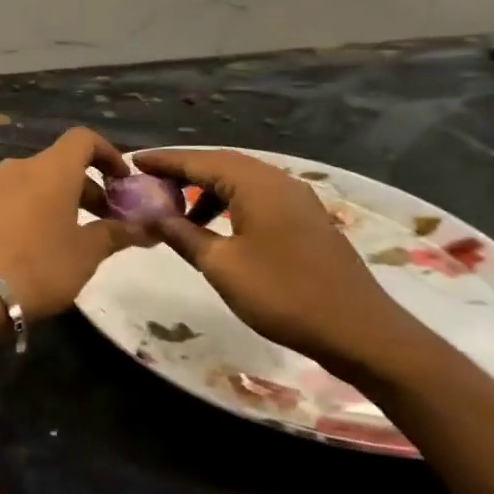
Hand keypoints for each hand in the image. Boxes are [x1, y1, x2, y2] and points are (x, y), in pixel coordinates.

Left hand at [0, 130, 146, 354]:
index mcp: (50, 169)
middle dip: (84, 186)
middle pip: (57, 164)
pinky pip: (8, 199)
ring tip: (68, 236)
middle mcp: (17, 167)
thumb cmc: (39, 265)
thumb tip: (146, 228)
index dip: (107, 153)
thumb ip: (116, 235)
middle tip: (103, 219)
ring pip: (31, 182)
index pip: (82, 139)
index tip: (122, 180)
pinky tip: (30, 245)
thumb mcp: (86, 254)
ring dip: (55, 200)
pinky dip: (27, 210)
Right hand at [134, 149, 424, 383]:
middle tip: (149, 182)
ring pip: (241, 180)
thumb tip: (152, 215)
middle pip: (220, 164)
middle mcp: (277, 181)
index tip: (132, 162)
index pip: (198, 161)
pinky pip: (258, 196)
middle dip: (183, 171)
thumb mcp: (221, 266)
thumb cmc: (283, 295)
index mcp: (255, 184)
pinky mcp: (306, 219)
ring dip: (206, 188)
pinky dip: (229, 201)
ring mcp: (297, 199)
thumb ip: (183, 235)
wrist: (360, 332)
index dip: (163, 162)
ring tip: (177, 209)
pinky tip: (216, 226)